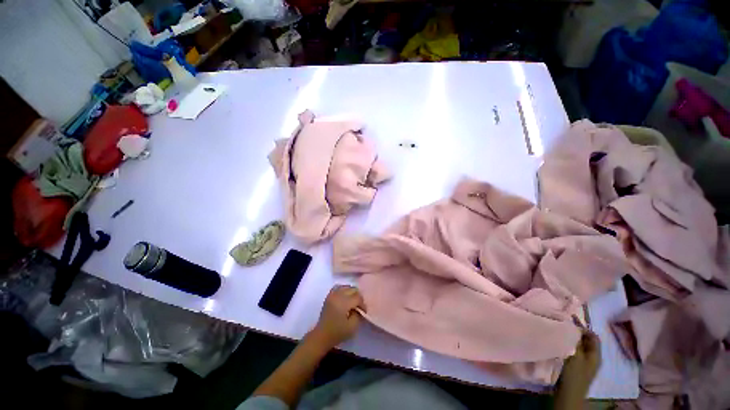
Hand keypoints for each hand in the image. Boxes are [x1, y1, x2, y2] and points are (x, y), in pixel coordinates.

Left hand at [308, 285, 365, 349]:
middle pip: (353, 289)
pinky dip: (344, 290)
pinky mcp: (329, 296)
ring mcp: (332, 294)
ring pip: (346, 287)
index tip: (363, 312)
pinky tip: (345, 297)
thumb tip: (359, 308)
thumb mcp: (352, 327)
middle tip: (359, 307)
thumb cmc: (337, 333)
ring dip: (351, 293)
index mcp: (343, 303)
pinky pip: (338, 287)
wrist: (321, 336)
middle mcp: (337, 295)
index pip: (357, 297)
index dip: (362, 304)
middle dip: (358, 297)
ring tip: (352, 302)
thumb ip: (358, 315)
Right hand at [556, 331, 601, 402]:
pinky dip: (567, 345)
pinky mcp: (575, 366)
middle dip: (576, 332)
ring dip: (571, 339)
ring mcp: (584, 363)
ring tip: (559, 332)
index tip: (570, 320)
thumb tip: (573, 326)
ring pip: (579, 346)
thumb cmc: (574, 374)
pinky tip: (558, 343)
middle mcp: (592, 357)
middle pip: (586, 341)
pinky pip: (573, 351)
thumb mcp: (576, 356)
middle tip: (563, 324)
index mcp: (595, 355)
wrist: (568, 394)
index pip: (593, 336)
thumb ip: (575, 341)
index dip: (583, 327)